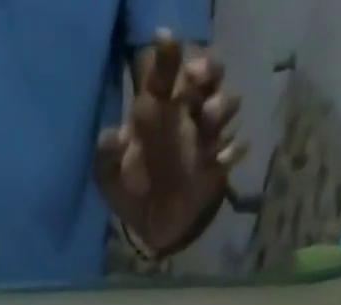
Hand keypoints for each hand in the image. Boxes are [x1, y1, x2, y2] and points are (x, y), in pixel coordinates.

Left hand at [95, 33, 244, 256]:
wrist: (149, 229)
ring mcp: (205, 138)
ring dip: (221, 105)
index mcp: (158, 111)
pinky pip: (235, 150)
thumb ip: (106, 157)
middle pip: (209, 73)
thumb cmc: (131, 193)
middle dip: (207, 67)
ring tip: (205, 120)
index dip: (168, 55)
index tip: (166, 39)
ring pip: (228, 102)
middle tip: (194, 77)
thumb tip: (114, 136)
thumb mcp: (109, 179)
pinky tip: (222, 160)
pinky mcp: (217, 166)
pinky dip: (232, 151)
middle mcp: (186, 115)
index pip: (165, 74)